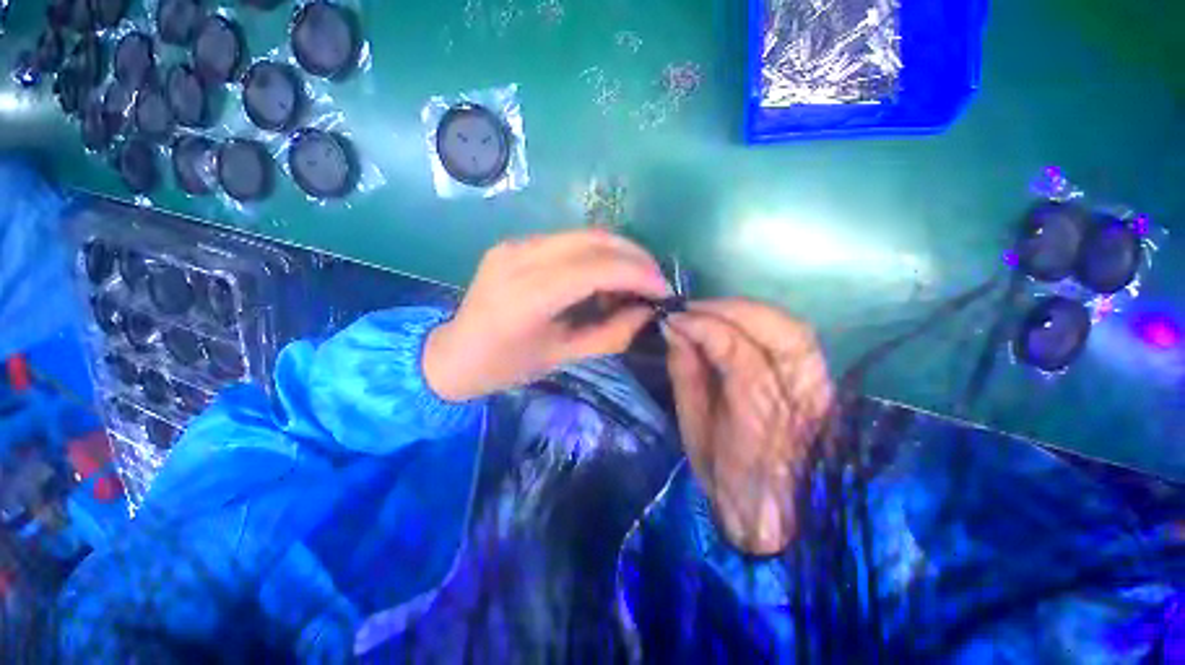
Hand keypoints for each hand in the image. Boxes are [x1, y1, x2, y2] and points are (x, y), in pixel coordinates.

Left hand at [424, 229, 670, 401]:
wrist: (452, 354)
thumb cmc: (505, 367)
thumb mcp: (563, 356)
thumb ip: (611, 334)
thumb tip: (647, 311)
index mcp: (529, 295)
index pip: (598, 267)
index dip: (638, 274)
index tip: (664, 291)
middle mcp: (521, 257)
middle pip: (594, 239)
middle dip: (635, 257)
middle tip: (655, 282)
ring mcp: (515, 244)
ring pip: (584, 234)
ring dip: (618, 253)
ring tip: (634, 281)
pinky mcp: (514, 243)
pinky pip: (567, 241)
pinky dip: (595, 255)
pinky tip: (603, 276)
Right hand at [664, 300, 833, 555]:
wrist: (778, 515)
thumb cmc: (727, 479)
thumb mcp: (693, 430)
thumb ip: (685, 373)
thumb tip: (674, 329)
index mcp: (763, 419)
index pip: (737, 350)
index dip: (703, 326)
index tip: (673, 318)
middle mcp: (803, 398)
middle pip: (780, 330)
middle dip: (729, 309)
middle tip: (692, 309)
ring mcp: (821, 390)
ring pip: (793, 328)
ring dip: (747, 310)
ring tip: (710, 311)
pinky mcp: (824, 384)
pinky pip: (796, 338)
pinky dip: (762, 321)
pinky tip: (735, 322)